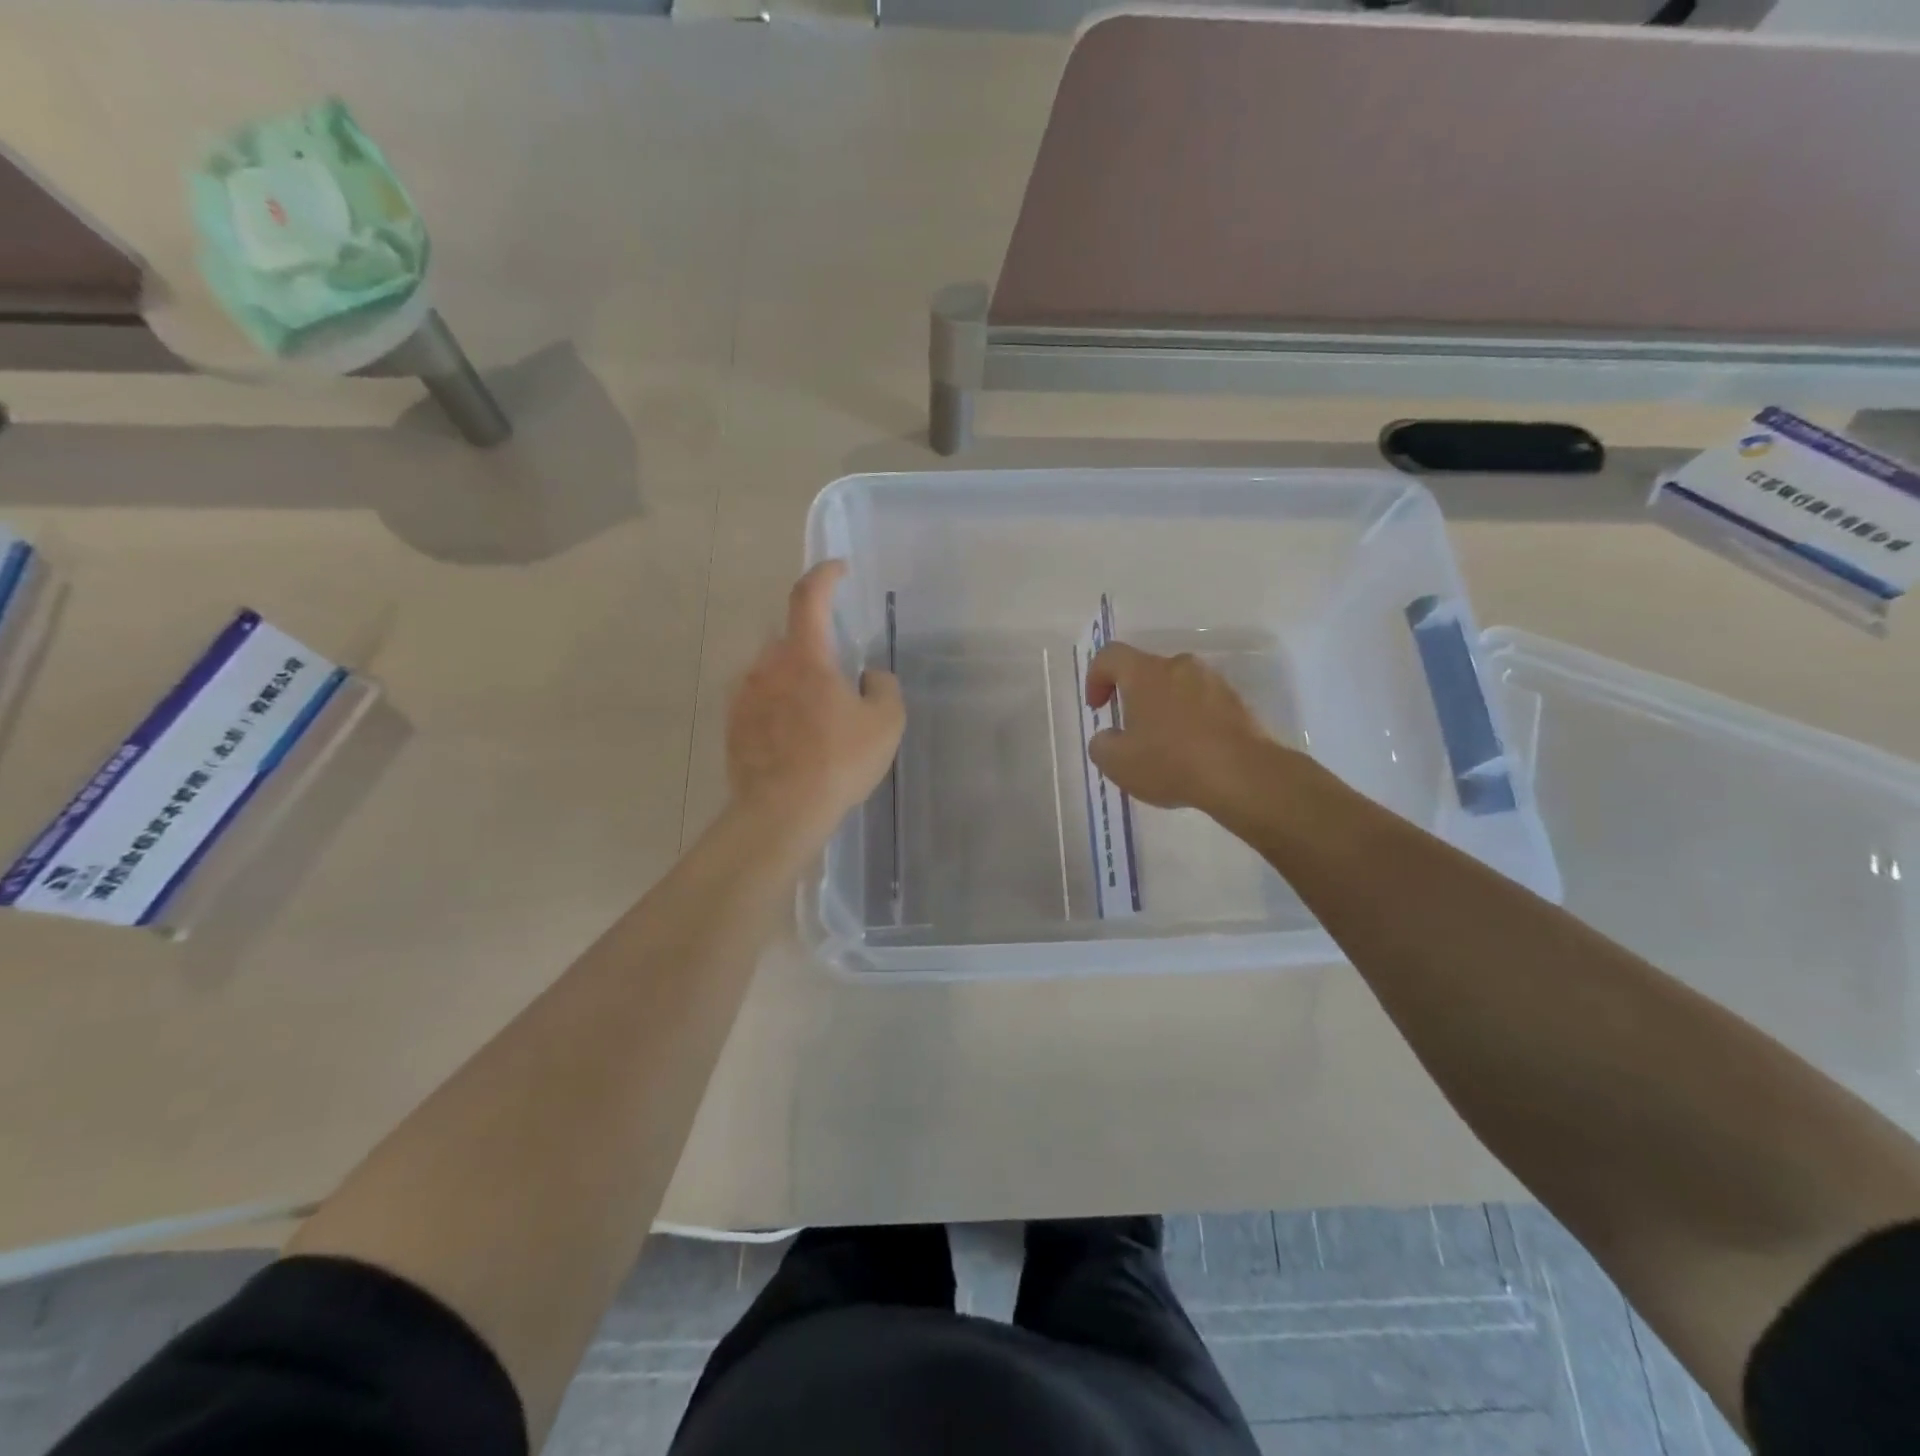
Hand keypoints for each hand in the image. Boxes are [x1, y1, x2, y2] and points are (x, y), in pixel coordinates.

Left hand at [727, 561, 903, 843]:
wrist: (781, 811)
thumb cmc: (838, 761)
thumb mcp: (886, 723)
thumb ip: (884, 688)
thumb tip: (868, 677)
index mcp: (805, 655)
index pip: (810, 596)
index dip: (825, 575)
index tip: (839, 569)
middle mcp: (767, 665)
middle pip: (789, 637)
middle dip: (812, 647)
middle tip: (836, 678)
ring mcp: (743, 694)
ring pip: (771, 670)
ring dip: (792, 679)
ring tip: (814, 716)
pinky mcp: (732, 724)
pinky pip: (758, 700)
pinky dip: (776, 706)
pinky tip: (793, 739)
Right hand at [1084, 643, 1283, 818]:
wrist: (1241, 775)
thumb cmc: (1169, 762)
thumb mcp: (1117, 763)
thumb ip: (1101, 744)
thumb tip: (1108, 737)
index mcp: (1145, 673)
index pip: (1110, 656)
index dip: (1096, 678)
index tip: (1099, 708)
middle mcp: (1179, 666)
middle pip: (1147, 671)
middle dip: (1134, 697)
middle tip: (1131, 731)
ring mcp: (1213, 681)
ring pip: (1177, 687)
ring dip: (1165, 708)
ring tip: (1164, 745)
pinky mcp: (1237, 702)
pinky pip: (1203, 704)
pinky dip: (1191, 721)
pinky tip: (1191, 752)